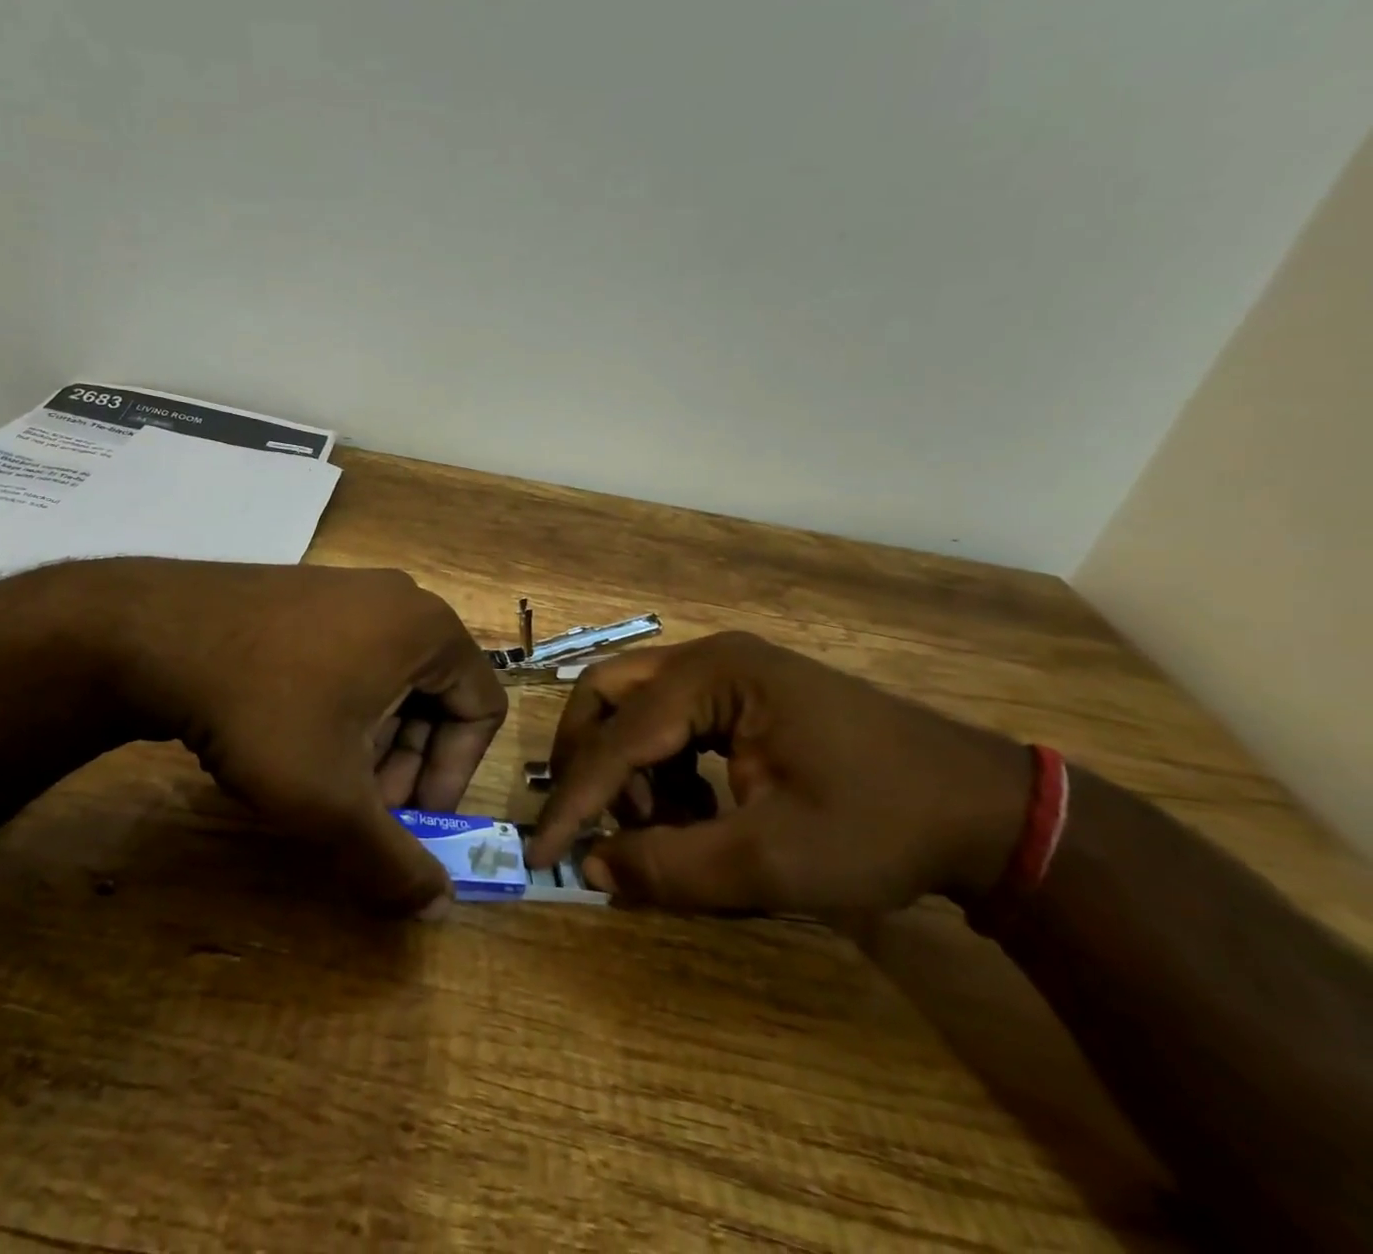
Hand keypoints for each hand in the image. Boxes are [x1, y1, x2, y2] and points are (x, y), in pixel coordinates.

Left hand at [50, 560, 507, 914]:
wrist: (156, 634)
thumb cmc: (266, 710)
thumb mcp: (331, 799)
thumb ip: (392, 861)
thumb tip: (438, 909)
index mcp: (429, 629)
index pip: (481, 710)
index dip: (454, 775)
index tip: (406, 816)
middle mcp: (399, 599)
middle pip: (435, 695)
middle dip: (406, 763)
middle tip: (361, 807)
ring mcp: (348, 589)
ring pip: (389, 681)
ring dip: (371, 740)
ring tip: (320, 779)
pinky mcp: (305, 594)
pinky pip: (349, 657)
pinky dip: (339, 707)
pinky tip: (289, 738)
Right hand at [526, 632, 1029, 914]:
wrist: (985, 812)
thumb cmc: (878, 827)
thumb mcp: (770, 861)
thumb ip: (670, 866)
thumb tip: (591, 867)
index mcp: (712, 676)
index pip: (617, 737)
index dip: (574, 799)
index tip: (540, 853)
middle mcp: (710, 658)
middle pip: (609, 694)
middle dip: (590, 759)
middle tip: (595, 818)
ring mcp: (729, 671)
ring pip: (637, 706)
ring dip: (631, 767)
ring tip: (669, 825)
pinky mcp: (746, 694)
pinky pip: (673, 720)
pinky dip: (664, 765)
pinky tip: (700, 809)